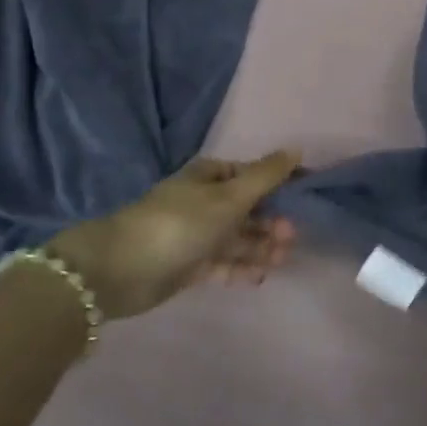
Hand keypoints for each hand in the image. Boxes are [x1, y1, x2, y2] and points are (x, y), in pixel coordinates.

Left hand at [44, 151, 300, 320]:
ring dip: (262, 247)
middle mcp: (205, 202)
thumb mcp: (230, 196)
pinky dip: (242, 268)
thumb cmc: (180, 222)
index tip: (305, 198)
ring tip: (281, 259)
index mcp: (211, 177)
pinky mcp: (189, 265)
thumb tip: (296, 148)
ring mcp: (196, 235)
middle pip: (248, 209)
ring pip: (238, 238)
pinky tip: (260, 276)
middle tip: (291, 238)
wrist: (121, 269)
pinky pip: (223, 263)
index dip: (280, 184)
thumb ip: (266, 175)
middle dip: (272, 222)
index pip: (253, 175)